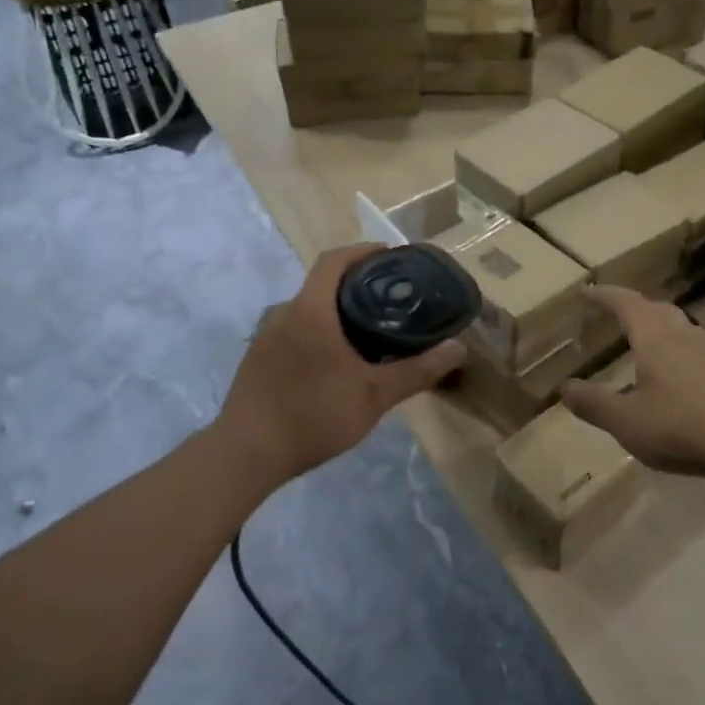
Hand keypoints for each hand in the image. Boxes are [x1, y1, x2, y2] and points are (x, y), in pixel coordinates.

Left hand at [215, 245, 463, 488]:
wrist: (246, 454)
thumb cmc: (313, 415)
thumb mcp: (374, 395)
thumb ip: (417, 370)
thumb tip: (458, 348)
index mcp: (310, 310)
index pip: (334, 260)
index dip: (362, 251)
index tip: (390, 256)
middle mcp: (283, 313)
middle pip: (322, 285)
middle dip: (356, 286)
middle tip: (390, 301)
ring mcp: (265, 337)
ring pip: (306, 311)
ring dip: (335, 313)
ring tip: (368, 333)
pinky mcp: (256, 359)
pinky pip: (292, 332)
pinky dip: (317, 333)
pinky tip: (334, 363)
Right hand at [560, 286, 704, 494]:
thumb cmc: (682, 427)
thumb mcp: (626, 422)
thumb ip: (593, 403)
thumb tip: (565, 388)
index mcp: (655, 338)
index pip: (626, 303)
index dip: (605, 295)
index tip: (587, 291)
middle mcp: (684, 335)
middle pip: (657, 309)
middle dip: (634, 307)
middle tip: (615, 313)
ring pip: (681, 327)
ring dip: (659, 326)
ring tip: (645, 341)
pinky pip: (698, 350)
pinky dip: (680, 351)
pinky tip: (679, 374)